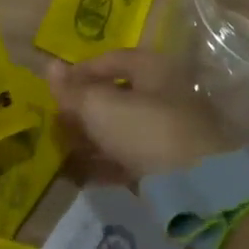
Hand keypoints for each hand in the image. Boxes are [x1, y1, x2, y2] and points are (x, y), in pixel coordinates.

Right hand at [44, 49, 232, 182]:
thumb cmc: (146, 130)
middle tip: (59, 123)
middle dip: (86, 109)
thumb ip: (73, 90)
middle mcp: (165, 93)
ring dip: (94, 138)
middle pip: (118, 96)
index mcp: (153, 68)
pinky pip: (132, 159)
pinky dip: (108, 164)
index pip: (111, 60)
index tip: (56, 89)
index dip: (81, 72)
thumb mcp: (100, 107)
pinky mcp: (171, 166)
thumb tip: (50, 66)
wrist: (198, 188)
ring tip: (65, 151)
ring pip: (123, 129)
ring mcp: (171, 131)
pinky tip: (83, 176)